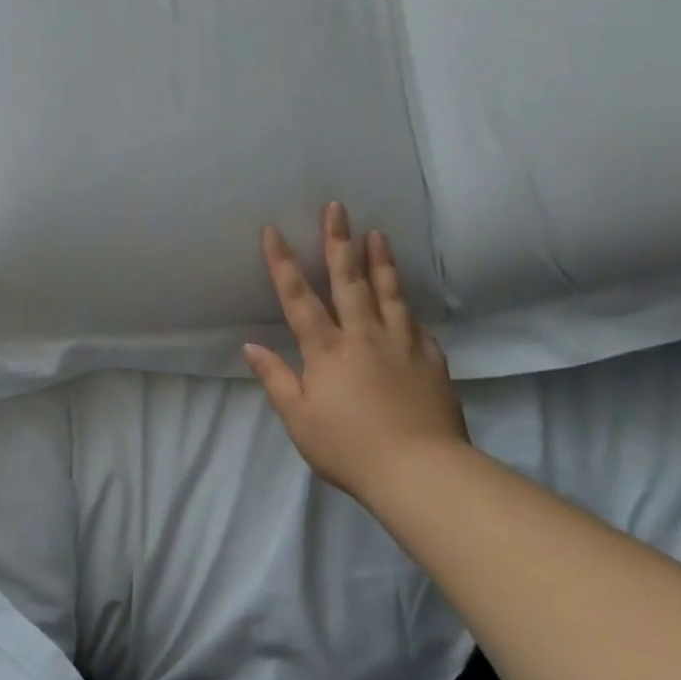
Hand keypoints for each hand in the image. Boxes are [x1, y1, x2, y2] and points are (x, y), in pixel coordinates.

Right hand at [245, 202, 470, 503]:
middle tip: (336, 208)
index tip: (274, 230)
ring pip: (388, 293)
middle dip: (338, 242)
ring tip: (377, 234)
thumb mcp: (298, 418)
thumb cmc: (348, 447)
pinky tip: (405, 299)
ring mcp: (401, 344)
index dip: (283, 263)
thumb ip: (276, 378)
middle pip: (348, 281)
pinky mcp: (430, 359)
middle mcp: (363, 336)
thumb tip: (250, 346)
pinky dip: (407, 306)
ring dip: (380, 261)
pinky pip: (416, 324)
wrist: (420, 471)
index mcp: (326, 350)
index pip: (298, 298)